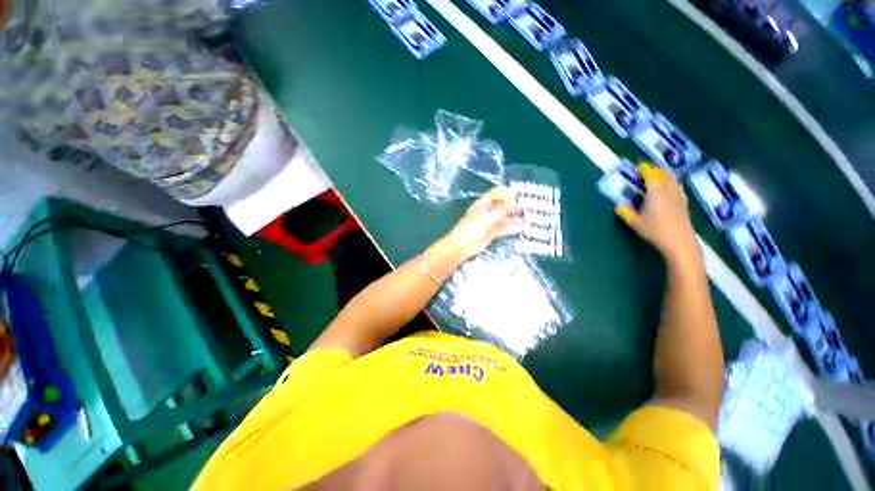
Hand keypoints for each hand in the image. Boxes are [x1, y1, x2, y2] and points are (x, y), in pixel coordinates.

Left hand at [446, 187, 523, 258]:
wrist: (462, 245)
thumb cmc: (472, 227)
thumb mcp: (488, 216)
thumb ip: (502, 209)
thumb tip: (514, 201)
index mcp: (483, 204)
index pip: (496, 194)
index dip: (507, 194)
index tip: (521, 195)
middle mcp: (487, 212)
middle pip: (502, 207)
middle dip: (513, 207)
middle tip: (528, 208)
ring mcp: (489, 223)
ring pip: (504, 219)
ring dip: (514, 219)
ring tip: (528, 219)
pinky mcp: (491, 233)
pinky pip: (503, 228)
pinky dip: (512, 228)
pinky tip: (522, 227)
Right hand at [615, 163, 698, 261]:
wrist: (679, 241)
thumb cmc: (655, 230)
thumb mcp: (635, 223)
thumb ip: (625, 212)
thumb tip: (618, 205)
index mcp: (656, 191)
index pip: (651, 173)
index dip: (644, 168)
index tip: (637, 168)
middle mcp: (669, 189)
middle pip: (663, 172)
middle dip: (654, 170)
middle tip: (643, 173)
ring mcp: (679, 195)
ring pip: (672, 178)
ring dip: (663, 175)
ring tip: (654, 180)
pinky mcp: (684, 202)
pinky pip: (676, 186)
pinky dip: (669, 183)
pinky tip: (665, 191)